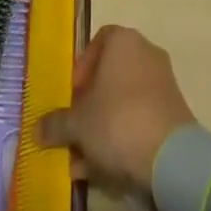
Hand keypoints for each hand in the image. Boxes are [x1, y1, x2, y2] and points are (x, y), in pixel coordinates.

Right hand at [37, 25, 195, 194]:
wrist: (170, 157)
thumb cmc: (117, 121)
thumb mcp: (76, 123)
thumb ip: (55, 123)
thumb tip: (37, 129)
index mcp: (124, 41)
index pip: (99, 41)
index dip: (82, 67)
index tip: (72, 94)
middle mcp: (146, 53)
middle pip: (111, 74)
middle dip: (90, 103)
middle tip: (74, 128)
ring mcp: (163, 83)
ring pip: (123, 101)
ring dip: (102, 126)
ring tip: (82, 160)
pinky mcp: (173, 112)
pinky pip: (139, 119)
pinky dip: (121, 138)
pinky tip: (102, 169)